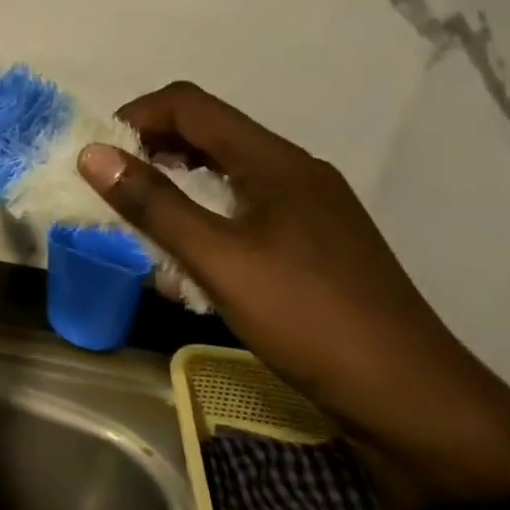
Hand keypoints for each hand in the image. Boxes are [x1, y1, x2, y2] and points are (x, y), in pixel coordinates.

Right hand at [79, 83, 509, 509]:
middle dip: (152, 150)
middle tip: (114, 189)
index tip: (100, 156)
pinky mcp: (314, 242)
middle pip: (208, 132)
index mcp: (275, 161)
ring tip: (144, 222)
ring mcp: (309, 207)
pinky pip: (245, 205)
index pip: (190, 104)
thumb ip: (154, 204)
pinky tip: (193, 256)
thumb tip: (92, 153)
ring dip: (177, 183)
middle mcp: (294, 170)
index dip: (136, 116)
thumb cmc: (311, 321)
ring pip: (225, 170)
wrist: (417, 404)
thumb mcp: (219, 261)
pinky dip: (206, 213)